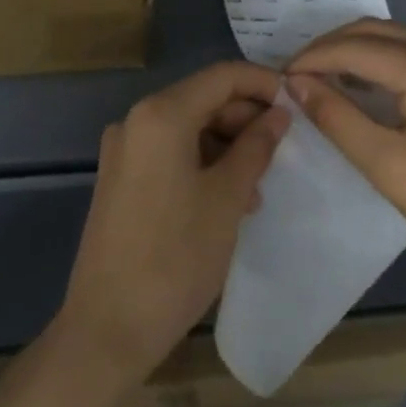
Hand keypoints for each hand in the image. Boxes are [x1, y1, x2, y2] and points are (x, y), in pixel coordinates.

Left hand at [54, 61, 288, 389]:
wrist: (108, 330)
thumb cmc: (175, 258)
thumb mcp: (227, 198)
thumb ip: (256, 147)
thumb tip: (278, 115)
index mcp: (161, 114)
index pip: (222, 76)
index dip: (263, 83)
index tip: (298, 102)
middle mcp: (136, 120)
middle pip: (203, 99)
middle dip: (246, 118)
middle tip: (283, 149)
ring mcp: (124, 151)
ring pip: (188, 128)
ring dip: (227, 145)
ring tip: (258, 184)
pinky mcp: (120, 179)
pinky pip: (170, 153)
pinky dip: (202, 163)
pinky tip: (228, 198)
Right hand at [287, 19, 405, 292]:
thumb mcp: (387, 166)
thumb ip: (337, 118)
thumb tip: (297, 84)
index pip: (352, 47)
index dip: (311, 60)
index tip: (279, 80)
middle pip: (374, 32)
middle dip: (330, 48)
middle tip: (297, 78)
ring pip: (396, 39)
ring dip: (356, 52)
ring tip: (323, 81)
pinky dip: (383, 62)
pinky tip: (367, 87)